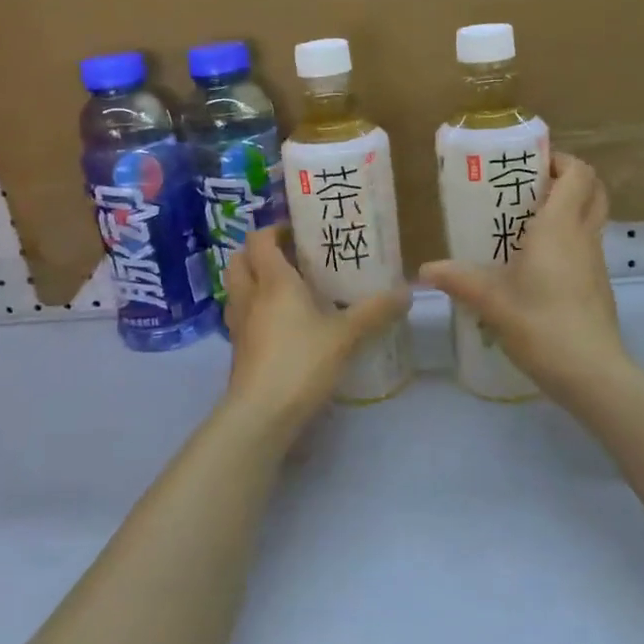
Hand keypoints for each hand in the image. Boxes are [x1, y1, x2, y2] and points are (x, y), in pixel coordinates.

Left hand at [222, 228, 410, 426]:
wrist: (262, 413)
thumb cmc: (302, 361)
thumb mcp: (346, 335)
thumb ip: (375, 311)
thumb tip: (406, 292)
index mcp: (273, 281)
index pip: (260, 240)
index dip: (275, 230)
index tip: (299, 233)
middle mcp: (249, 295)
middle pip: (239, 259)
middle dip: (259, 253)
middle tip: (290, 258)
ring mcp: (238, 323)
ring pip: (237, 288)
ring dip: (254, 281)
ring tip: (287, 289)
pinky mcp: (238, 349)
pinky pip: (242, 316)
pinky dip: (256, 310)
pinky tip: (282, 324)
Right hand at [419, 155, 626, 405]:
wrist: (591, 372)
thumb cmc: (541, 325)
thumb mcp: (491, 301)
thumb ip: (458, 280)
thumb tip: (424, 270)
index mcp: (560, 227)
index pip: (578, 174)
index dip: (560, 161)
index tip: (530, 165)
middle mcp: (583, 236)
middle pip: (593, 190)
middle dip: (567, 180)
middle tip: (531, 188)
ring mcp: (595, 262)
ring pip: (591, 219)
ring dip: (568, 210)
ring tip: (526, 224)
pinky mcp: (598, 286)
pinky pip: (586, 247)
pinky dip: (568, 240)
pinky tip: (536, 264)